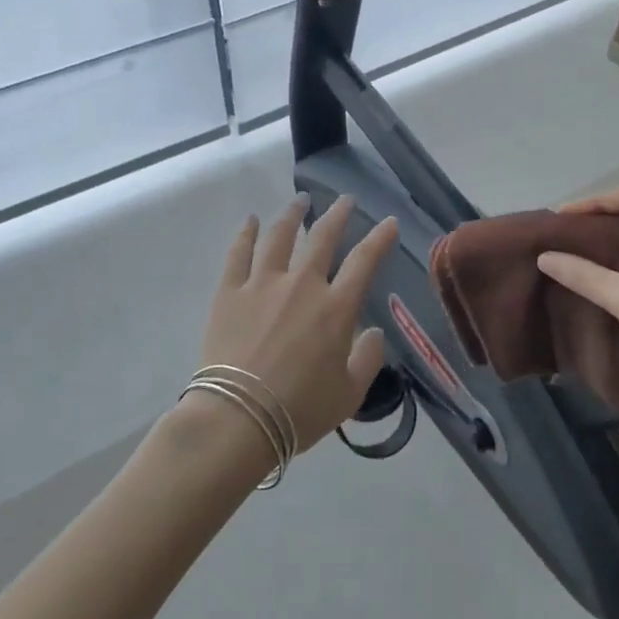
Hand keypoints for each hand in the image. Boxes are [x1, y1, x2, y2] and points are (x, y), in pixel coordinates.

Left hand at [198, 194, 398, 452]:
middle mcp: (302, 285)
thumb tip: (374, 333)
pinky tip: (251, 220)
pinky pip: (239, 254)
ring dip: (292, 214)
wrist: (238, 418)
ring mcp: (262, 284)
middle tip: (344, 200)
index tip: (389, 221)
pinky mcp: (230, 293)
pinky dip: (246, 233)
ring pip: (280, 236)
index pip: (365, 261)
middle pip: (323, 238)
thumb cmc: (300, 410)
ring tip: (300, 200)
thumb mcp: (349, 394)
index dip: (380, 238)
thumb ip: (368, 359)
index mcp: (336, 308)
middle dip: (337, 214)